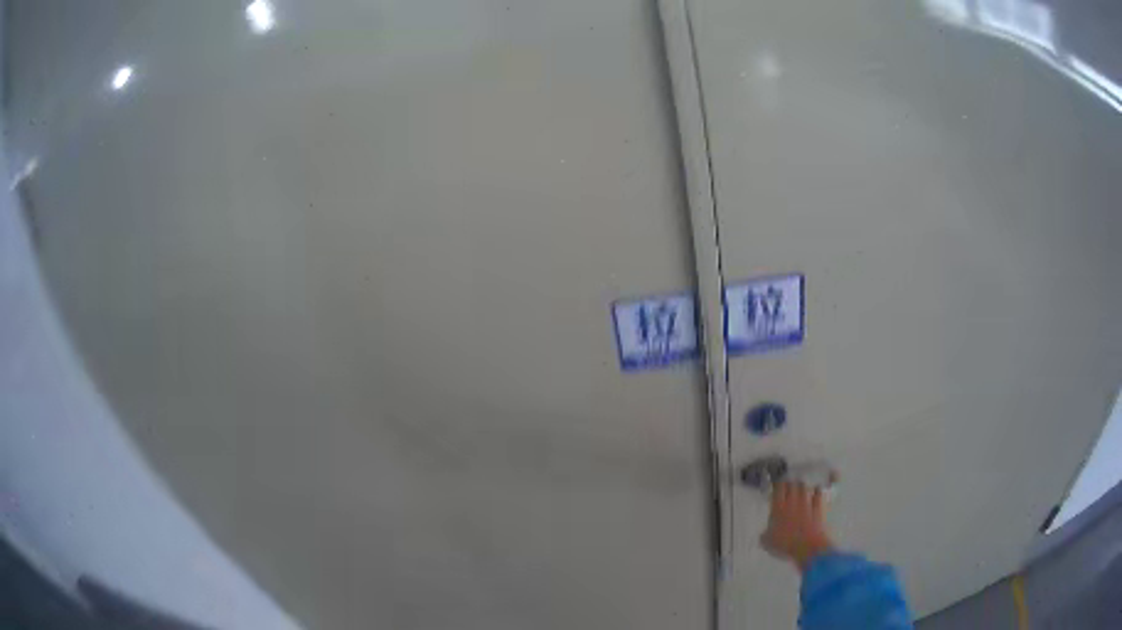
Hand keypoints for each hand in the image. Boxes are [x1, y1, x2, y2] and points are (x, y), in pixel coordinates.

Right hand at [760, 481, 834, 571]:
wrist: (808, 547)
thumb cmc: (786, 545)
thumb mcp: (768, 543)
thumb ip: (765, 534)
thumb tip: (764, 532)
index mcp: (778, 508)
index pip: (778, 488)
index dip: (778, 485)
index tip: (777, 487)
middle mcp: (793, 501)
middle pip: (793, 484)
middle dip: (791, 484)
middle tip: (789, 489)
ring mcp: (807, 502)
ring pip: (805, 487)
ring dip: (803, 487)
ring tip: (801, 490)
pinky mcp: (819, 506)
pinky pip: (819, 493)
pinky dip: (817, 491)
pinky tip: (816, 493)